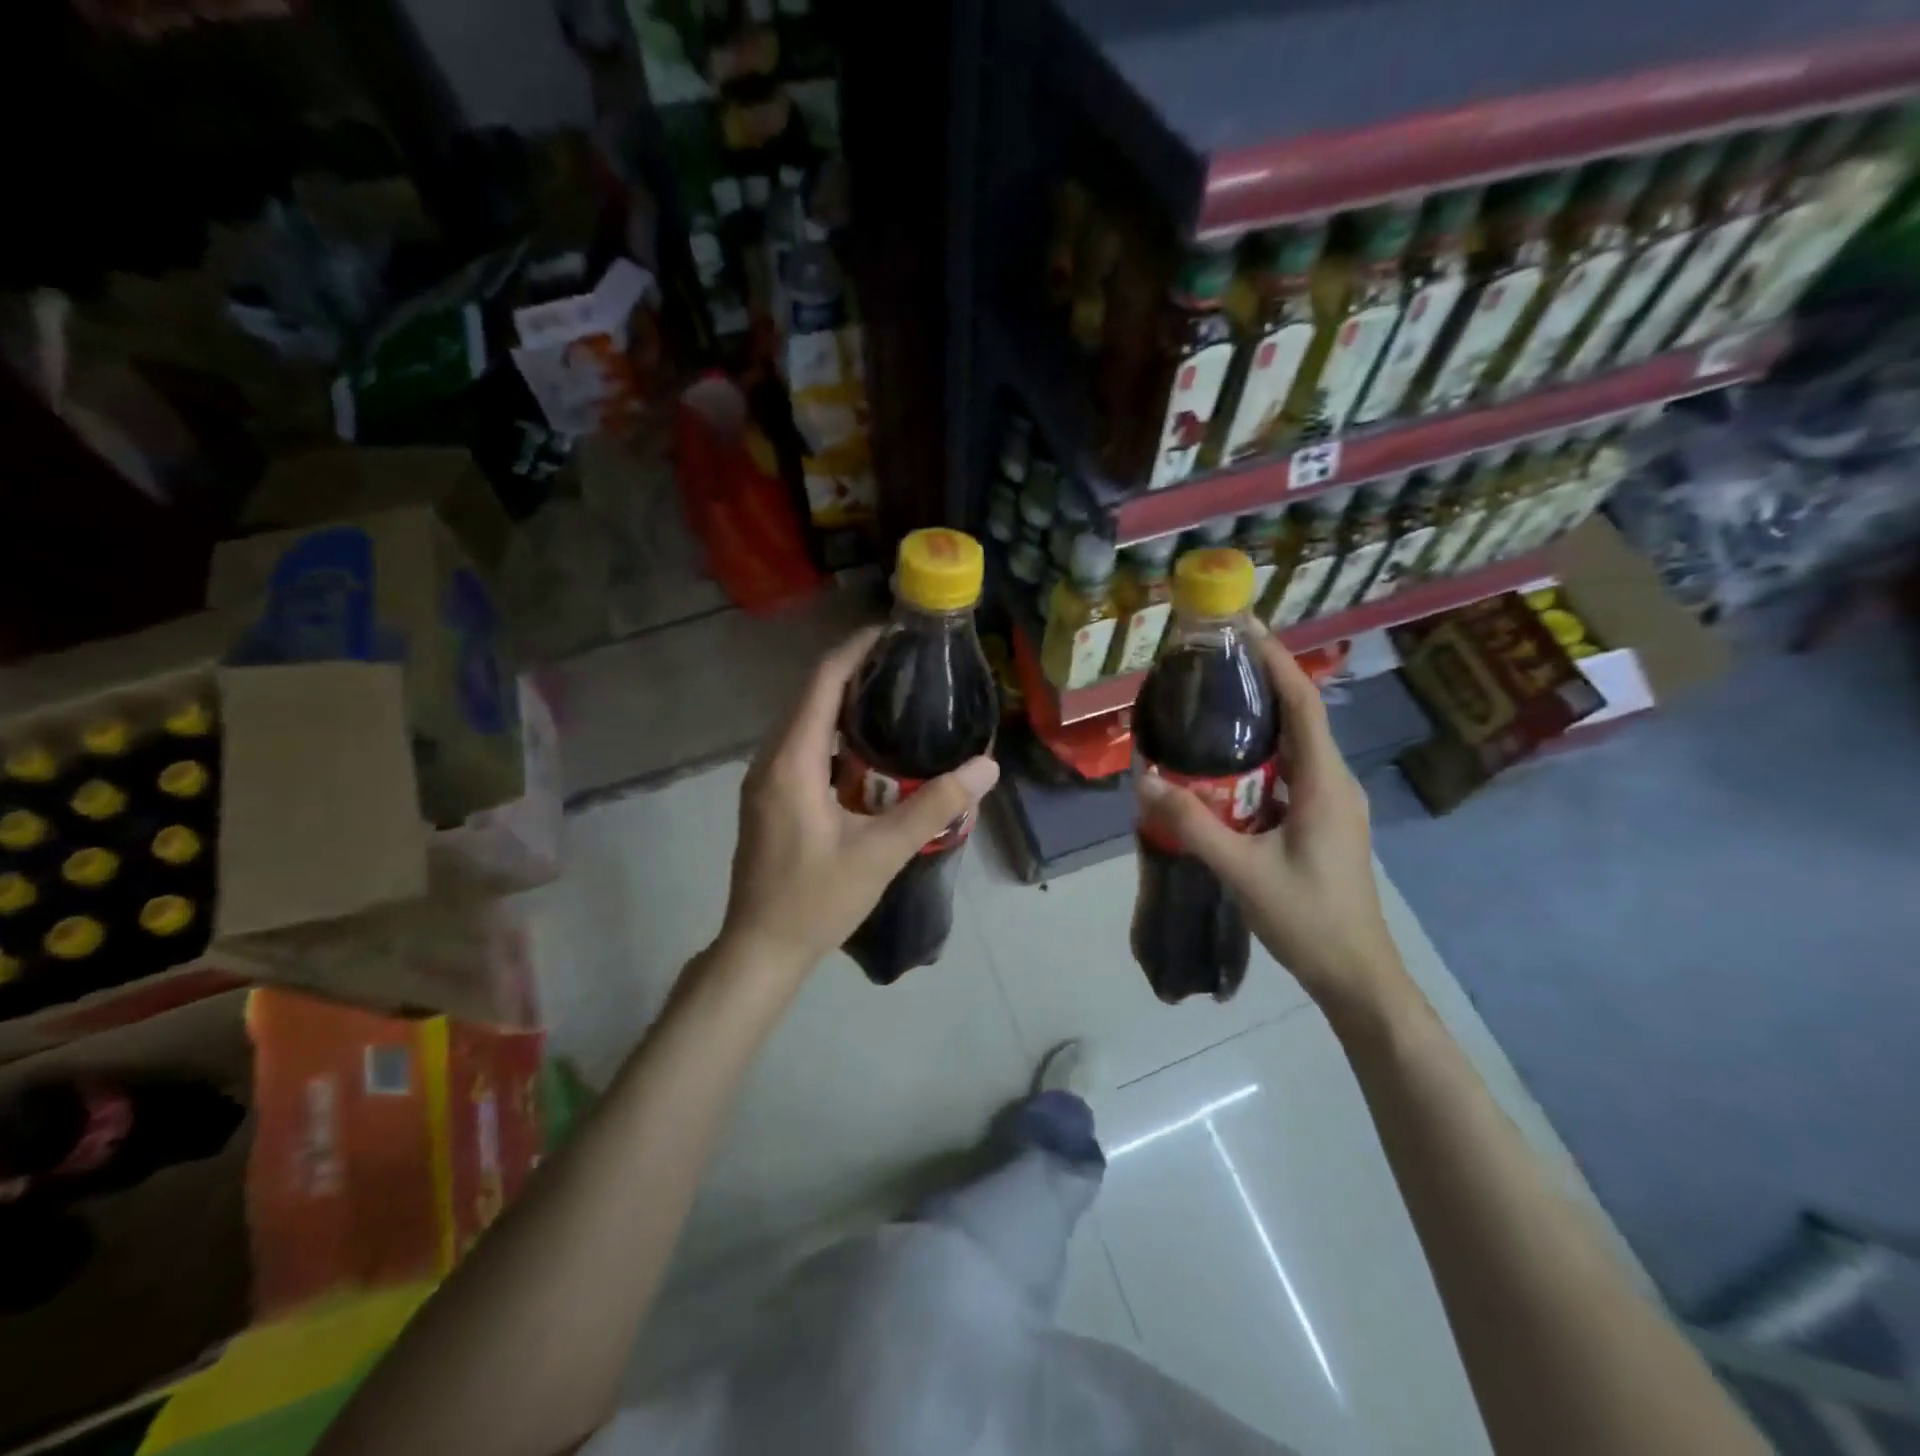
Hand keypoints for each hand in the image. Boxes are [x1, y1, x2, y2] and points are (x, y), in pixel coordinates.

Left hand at [718, 627, 1000, 978]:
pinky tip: (867, 749)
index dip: (855, 650)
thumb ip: (934, 807)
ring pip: (803, 722)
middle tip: (905, 665)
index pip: (821, 683)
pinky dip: (833, 734)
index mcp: (792, 763)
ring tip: (893, 696)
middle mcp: (770, 760)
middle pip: (810, 695)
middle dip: (853, 671)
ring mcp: (765, 780)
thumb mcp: (881, 854)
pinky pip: (800, 747)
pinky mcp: (769, 798)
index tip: (893, 633)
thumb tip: (985, 767)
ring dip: (842, 702)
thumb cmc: (816, 901)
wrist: (760, 949)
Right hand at [1136, 630, 1405, 1011]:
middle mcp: (1334, 783)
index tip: (1245, 627)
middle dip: (1262, 684)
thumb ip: (1193, 824)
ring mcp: (1332, 805)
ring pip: (1295, 748)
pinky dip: (1260, 759)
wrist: (1356, 975)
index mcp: (1325, 784)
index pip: (1303, 705)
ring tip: (1214, 705)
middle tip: (1214, 664)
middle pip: (1300, 718)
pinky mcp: (1323, 823)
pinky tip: (1225, 768)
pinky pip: (1290, 775)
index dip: (1277, 662)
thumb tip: (1144, 781)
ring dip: (1260, 722)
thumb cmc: (1308, 919)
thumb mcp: (1243, 871)